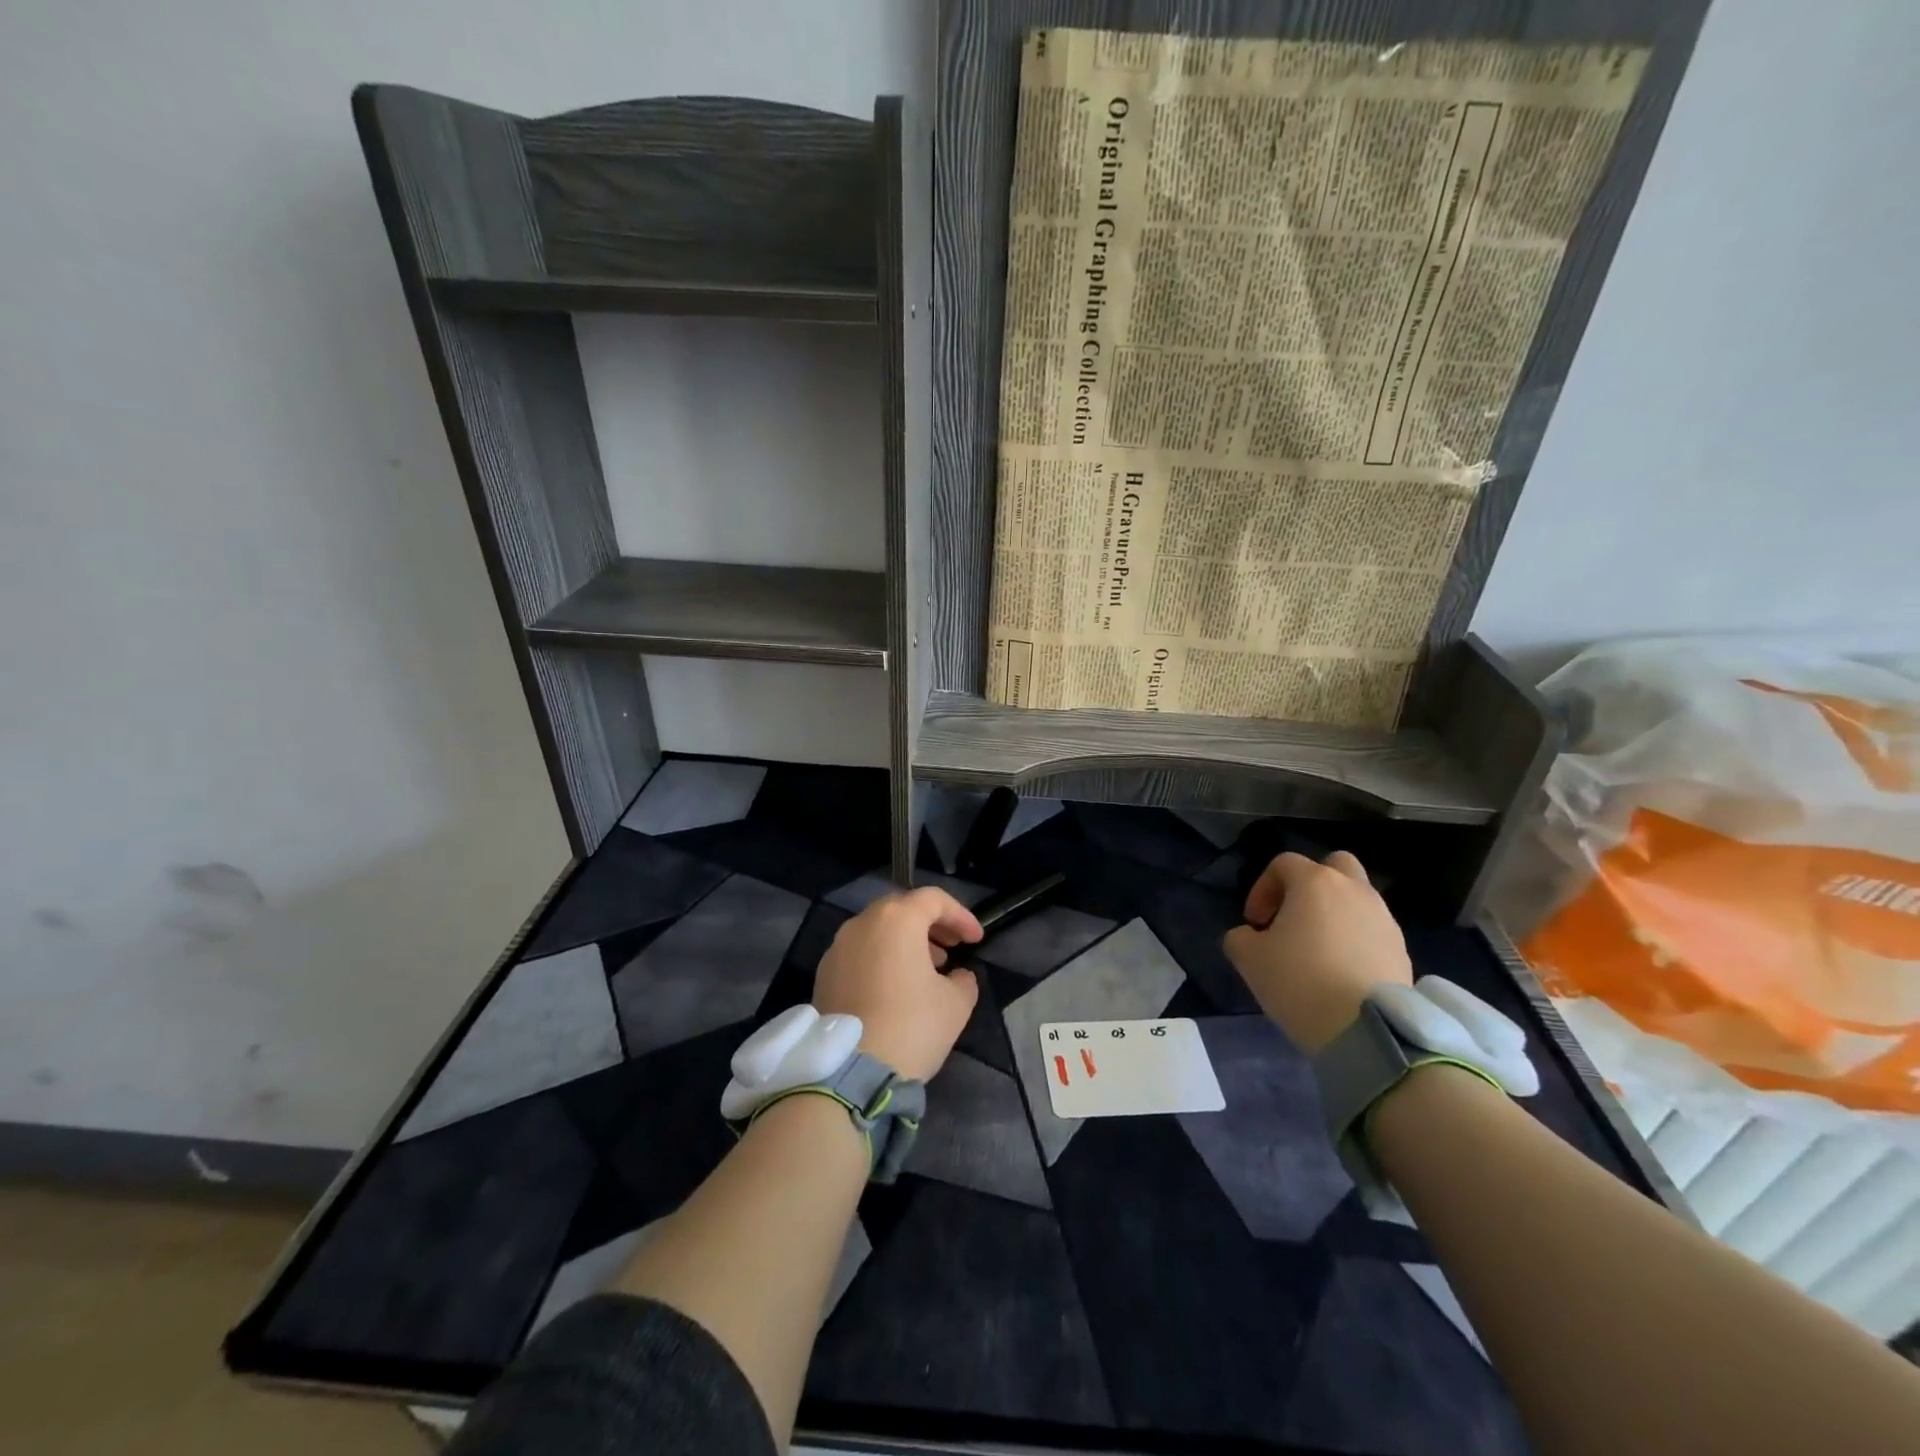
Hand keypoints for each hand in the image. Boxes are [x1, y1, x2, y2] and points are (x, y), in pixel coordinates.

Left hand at [814, 887, 982, 1081]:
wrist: (850, 1072)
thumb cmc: (911, 1026)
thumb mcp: (955, 1004)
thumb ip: (963, 980)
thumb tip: (957, 976)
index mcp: (897, 919)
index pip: (934, 900)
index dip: (961, 916)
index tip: (976, 940)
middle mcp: (862, 923)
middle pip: (902, 910)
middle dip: (930, 925)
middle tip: (951, 949)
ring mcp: (837, 948)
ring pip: (877, 931)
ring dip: (904, 943)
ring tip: (927, 970)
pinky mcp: (823, 974)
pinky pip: (859, 954)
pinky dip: (881, 959)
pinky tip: (896, 988)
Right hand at [1223, 851, 1411, 1054]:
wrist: (1367, 1029)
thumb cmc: (1300, 980)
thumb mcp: (1248, 958)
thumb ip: (1240, 937)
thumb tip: (1250, 936)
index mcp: (1315, 883)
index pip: (1283, 864)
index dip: (1262, 888)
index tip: (1254, 923)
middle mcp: (1354, 890)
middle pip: (1334, 865)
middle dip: (1311, 884)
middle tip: (1294, 916)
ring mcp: (1384, 919)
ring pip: (1357, 899)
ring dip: (1336, 914)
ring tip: (1318, 951)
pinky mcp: (1402, 950)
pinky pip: (1372, 931)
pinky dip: (1356, 941)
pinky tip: (1341, 972)